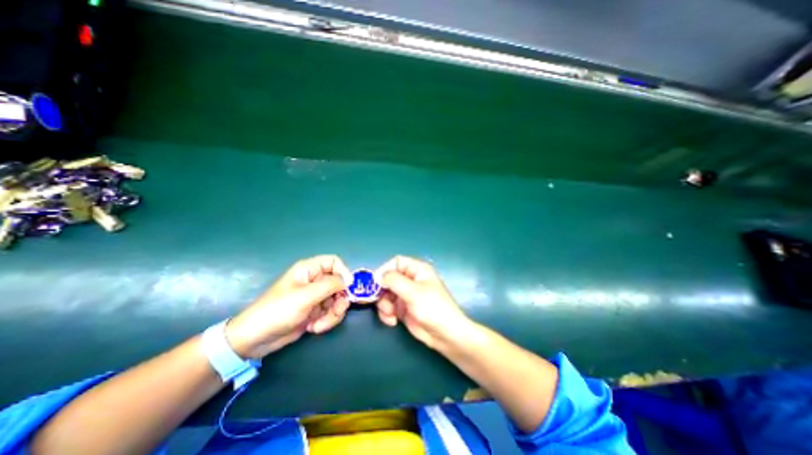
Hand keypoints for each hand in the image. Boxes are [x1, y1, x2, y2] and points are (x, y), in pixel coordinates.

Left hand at [222, 256, 351, 357]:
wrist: (256, 339)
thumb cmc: (278, 311)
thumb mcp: (306, 296)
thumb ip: (331, 285)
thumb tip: (349, 280)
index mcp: (309, 270)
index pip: (334, 262)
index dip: (344, 272)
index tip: (348, 287)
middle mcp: (314, 281)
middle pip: (339, 283)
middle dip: (339, 299)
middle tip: (336, 310)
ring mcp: (315, 297)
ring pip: (337, 299)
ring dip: (333, 313)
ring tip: (319, 325)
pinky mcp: (315, 311)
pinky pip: (331, 312)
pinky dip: (326, 321)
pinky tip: (313, 328)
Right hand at [376, 256, 473, 348]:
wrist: (445, 334)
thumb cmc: (433, 308)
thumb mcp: (413, 292)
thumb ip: (394, 280)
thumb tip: (378, 276)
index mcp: (417, 270)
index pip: (396, 262)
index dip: (384, 270)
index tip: (376, 283)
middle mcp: (410, 280)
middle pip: (388, 279)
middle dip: (382, 291)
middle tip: (381, 302)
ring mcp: (406, 294)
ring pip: (385, 294)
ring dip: (384, 305)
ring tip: (390, 315)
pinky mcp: (403, 308)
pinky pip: (388, 306)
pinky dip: (387, 313)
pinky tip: (393, 321)